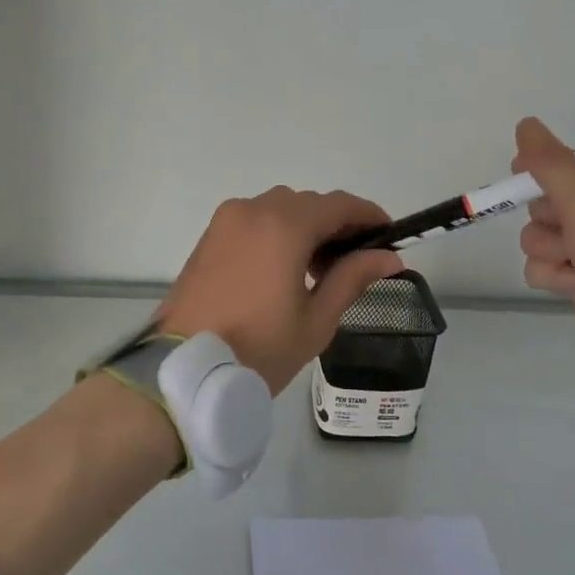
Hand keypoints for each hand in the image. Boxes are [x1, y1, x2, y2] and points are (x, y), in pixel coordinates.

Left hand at [156, 188, 404, 392]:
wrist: (184, 370)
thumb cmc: (258, 347)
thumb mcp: (316, 319)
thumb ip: (353, 278)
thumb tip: (389, 258)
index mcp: (284, 225)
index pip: (338, 205)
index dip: (369, 215)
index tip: (390, 235)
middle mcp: (253, 210)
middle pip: (308, 204)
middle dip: (336, 224)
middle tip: (356, 261)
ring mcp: (226, 221)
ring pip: (279, 209)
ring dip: (305, 228)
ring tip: (320, 269)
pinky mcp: (209, 237)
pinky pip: (254, 221)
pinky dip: (277, 233)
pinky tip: (286, 268)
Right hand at [513, 117, 574, 385]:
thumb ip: (551, 164)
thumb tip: (526, 123)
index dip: (551, 168)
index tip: (520, 173)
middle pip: (562, 199)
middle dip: (553, 219)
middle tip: (569, 234)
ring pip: (552, 234)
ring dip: (551, 250)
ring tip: (573, 268)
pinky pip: (556, 265)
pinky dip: (556, 275)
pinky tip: (573, 288)